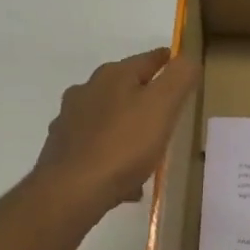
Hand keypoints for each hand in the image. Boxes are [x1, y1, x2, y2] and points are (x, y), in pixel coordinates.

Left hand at [35, 48, 199, 215]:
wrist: (72, 191)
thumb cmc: (124, 144)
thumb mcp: (163, 105)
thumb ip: (179, 77)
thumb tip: (187, 58)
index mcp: (113, 76)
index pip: (148, 59)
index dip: (167, 60)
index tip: (182, 66)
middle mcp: (87, 91)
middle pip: (124, 86)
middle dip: (145, 94)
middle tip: (167, 109)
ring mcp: (70, 121)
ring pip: (109, 117)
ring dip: (127, 125)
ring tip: (147, 147)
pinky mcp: (62, 150)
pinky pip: (97, 146)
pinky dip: (112, 153)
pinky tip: (125, 176)